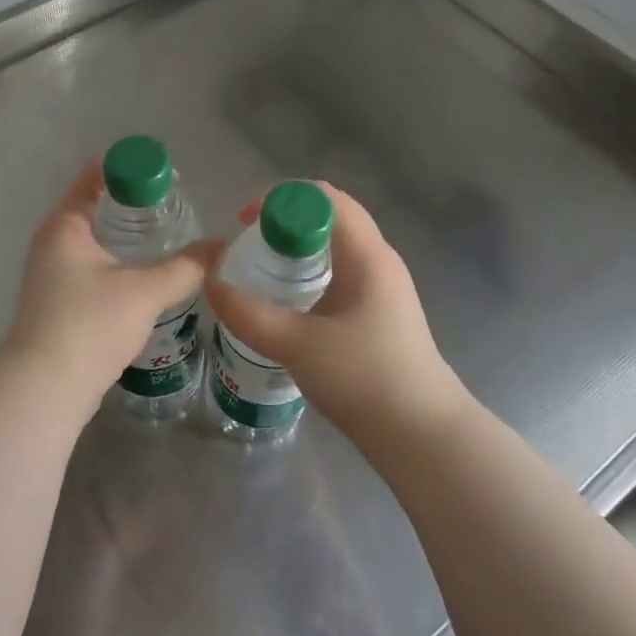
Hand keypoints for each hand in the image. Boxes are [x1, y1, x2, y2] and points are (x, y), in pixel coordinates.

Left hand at [2, 165, 218, 410]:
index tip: (167, 176)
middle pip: (94, 207)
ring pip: (92, 240)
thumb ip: (186, 267)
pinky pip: (90, 266)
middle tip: (174, 206)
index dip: (131, 171)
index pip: (95, 178)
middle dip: (132, 203)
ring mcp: (50, 273)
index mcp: (65, 225)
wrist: (46, 388)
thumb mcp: (145, 292)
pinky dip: (115, 261)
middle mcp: (52, 242)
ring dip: (124, 235)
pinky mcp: (57, 301)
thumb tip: (221, 247)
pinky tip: (143, 274)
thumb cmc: (91, 324)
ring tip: (165, 236)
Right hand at [206, 182, 461, 445]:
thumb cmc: (365, 380)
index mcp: (367, 255)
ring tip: (262, 266)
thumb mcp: (297, 345)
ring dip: (298, 245)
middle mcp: (379, 260)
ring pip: (336, 244)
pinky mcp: (380, 311)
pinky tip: (289, 299)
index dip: (281, 199)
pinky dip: (311, 269)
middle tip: (250, 241)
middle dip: (286, 219)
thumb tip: (211, 284)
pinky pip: (340, 270)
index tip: (246, 222)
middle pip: (330, 216)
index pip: (324, 198)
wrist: (424, 437)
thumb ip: (249, 314)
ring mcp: (383, 286)